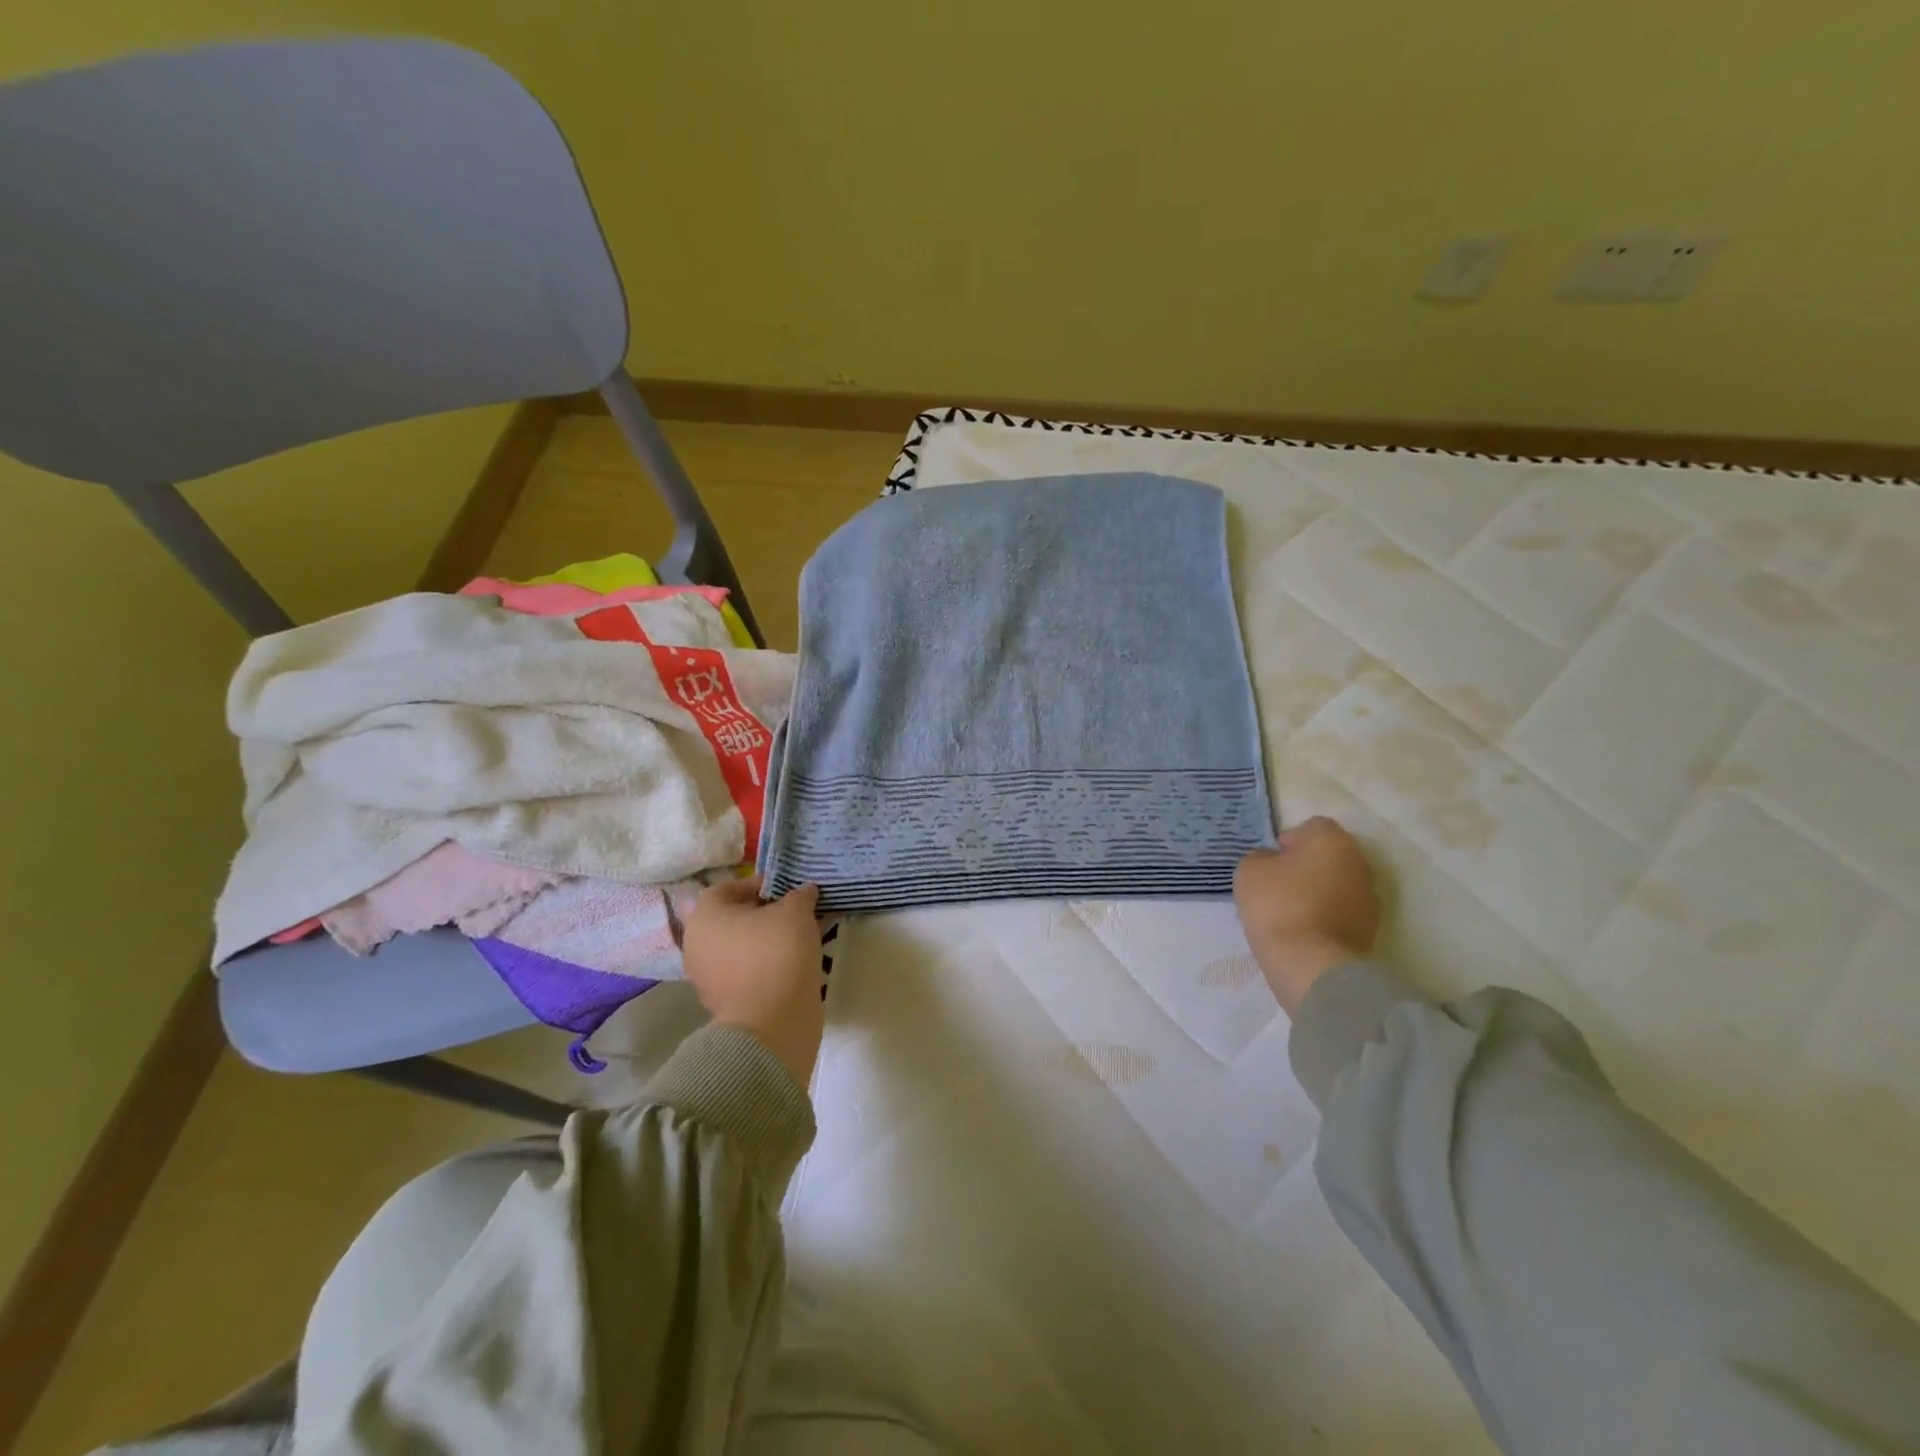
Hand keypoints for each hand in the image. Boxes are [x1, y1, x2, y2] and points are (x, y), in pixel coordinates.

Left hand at [682, 877, 824, 1089]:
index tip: (788, 891)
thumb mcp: (796, 911)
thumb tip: (804, 892)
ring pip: (740, 947)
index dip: (760, 885)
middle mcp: (697, 943)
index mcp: (705, 915)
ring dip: (765, 941)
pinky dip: (765, 966)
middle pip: (733, 918)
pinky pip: (746, 972)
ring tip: (798, 939)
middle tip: (794, 914)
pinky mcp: (723, 1002)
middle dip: (764, 914)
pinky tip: (792, 965)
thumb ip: (799, 895)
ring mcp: (707, 977)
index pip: (729, 888)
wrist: (772, 1022)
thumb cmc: (777, 953)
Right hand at [1233, 817, 1380, 1016]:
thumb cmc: (1277, 905)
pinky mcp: (1371, 929)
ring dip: (1318, 892)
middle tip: (1278, 886)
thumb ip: (1262, 857)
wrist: (1311, 963)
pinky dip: (1326, 916)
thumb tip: (1274, 863)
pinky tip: (1304, 931)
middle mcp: (1359, 862)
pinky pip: (1342, 911)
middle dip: (1306, 866)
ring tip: (1290, 913)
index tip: (1271, 863)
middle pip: (1328, 855)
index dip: (1288, 841)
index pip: (1311, 827)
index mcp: (1333, 840)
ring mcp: (1370, 897)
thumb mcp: (1249, 870)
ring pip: (1337, 884)